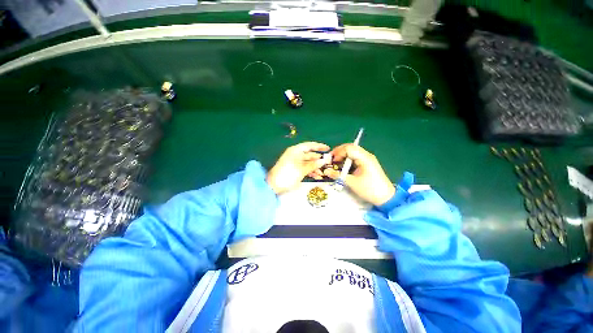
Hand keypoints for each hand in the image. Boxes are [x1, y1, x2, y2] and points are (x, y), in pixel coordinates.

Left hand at [267, 142, 329, 194]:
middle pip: (309, 155)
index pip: (309, 145)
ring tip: (323, 173)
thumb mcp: (302, 169)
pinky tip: (317, 177)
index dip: (319, 146)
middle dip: (318, 160)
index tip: (328, 148)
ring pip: (308, 163)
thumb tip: (323, 160)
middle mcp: (295, 155)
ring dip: (315, 167)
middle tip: (328, 163)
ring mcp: (295, 163)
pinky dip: (311, 171)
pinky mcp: (294, 170)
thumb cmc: (288, 175)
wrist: (273, 185)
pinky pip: (305, 168)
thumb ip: (313, 165)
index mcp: (295, 151)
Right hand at [323, 144, 394, 205]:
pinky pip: (355, 158)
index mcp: (364, 158)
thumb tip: (325, 171)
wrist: (386, 198)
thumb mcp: (352, 182)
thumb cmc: (369, 189)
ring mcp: (367, 159)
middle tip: (331, 160)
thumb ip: (338, 175)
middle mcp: (366, 155)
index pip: (348, 148)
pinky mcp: (367, 164)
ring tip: (335, 164)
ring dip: (343, 156)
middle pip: (350, 147)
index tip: (331, 161)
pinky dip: (347, 160)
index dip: (338, 152)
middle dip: (339, 152)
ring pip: (352, 152)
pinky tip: (343, 167)